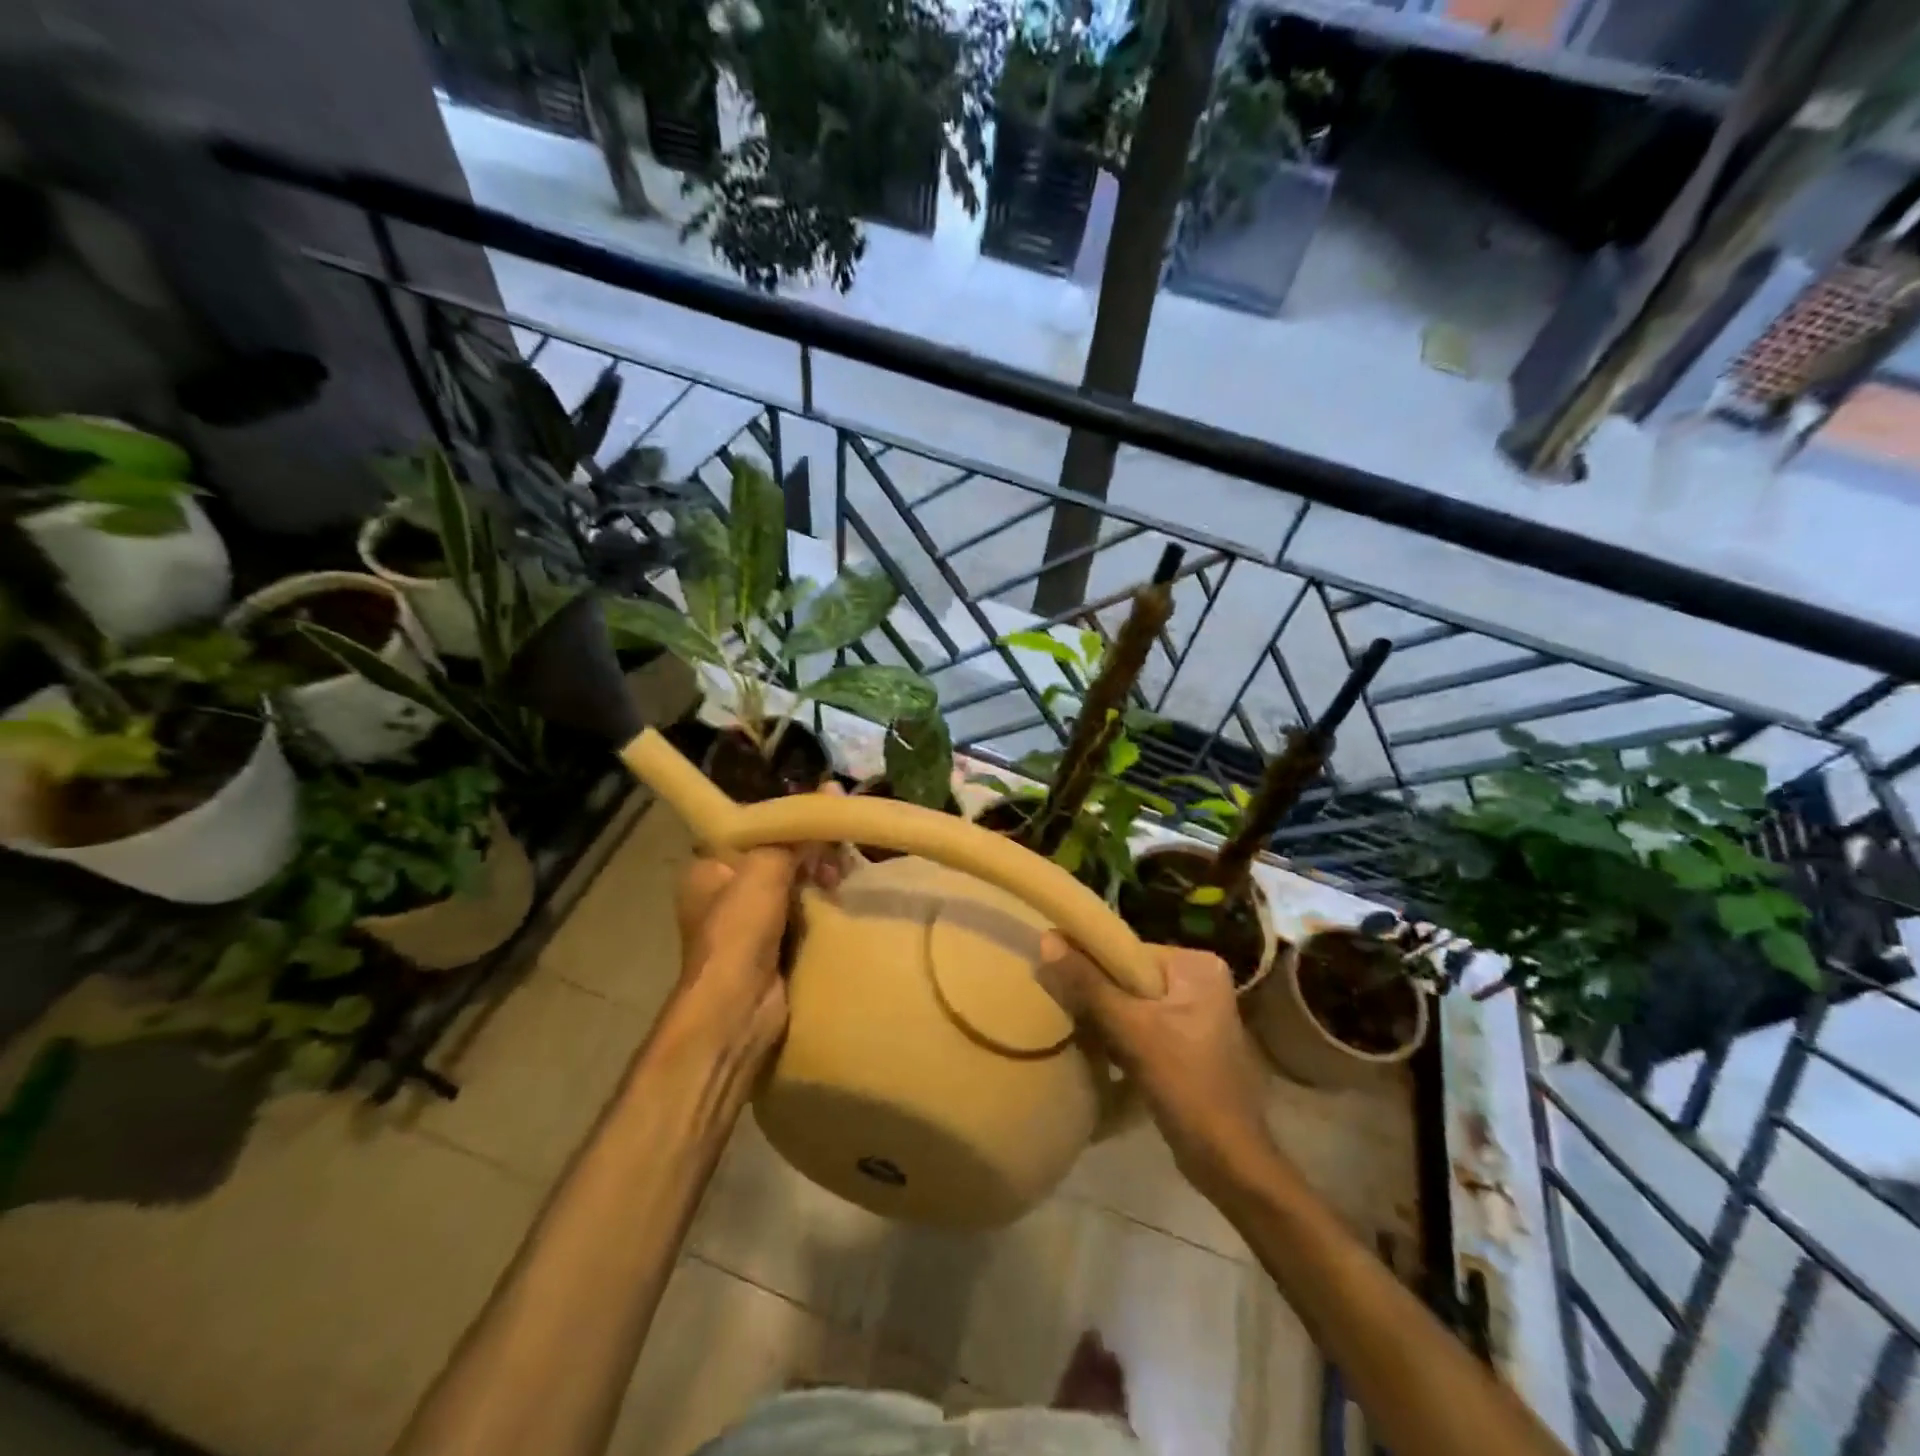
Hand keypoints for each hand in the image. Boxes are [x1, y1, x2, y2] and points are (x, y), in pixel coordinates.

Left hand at [673, 830, 844, 1064]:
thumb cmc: (740, 930)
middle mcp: (725, 893)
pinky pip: (804, 913)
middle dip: (809, 851)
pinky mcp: (775, 947)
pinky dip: (822, 904)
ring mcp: (750, 923)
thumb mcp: (765, 868)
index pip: (750, 829)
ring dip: (819, 877)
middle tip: (838, 850)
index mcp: (708, 869)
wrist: (739, 1009)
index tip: (819, 814)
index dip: (784, 821)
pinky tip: (843, 895)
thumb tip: (831, 787)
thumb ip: (795, 832)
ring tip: (843, 875)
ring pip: (794, 884)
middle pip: (776, 856)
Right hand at [1040, 934, 1277, 1199]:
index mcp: (1197, 965)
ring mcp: (1197, 1013)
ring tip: (1074, 1028)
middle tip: (1063, 1007)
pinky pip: (1143, 1025)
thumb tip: (1046, 939)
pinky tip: (1097, 1050)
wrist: (1229, 1162)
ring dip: (1105, 1017)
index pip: (1128, 950)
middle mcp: (1201, 981)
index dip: (1090, 964)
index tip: (1057, 979)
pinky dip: (1120, 1035)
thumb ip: (1088, 985)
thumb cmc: (1186, 1085)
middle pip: (1130, 976)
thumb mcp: (1132, 1030)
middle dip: (1097, 994)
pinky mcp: (1189, 1042)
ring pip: (1133, 1003)